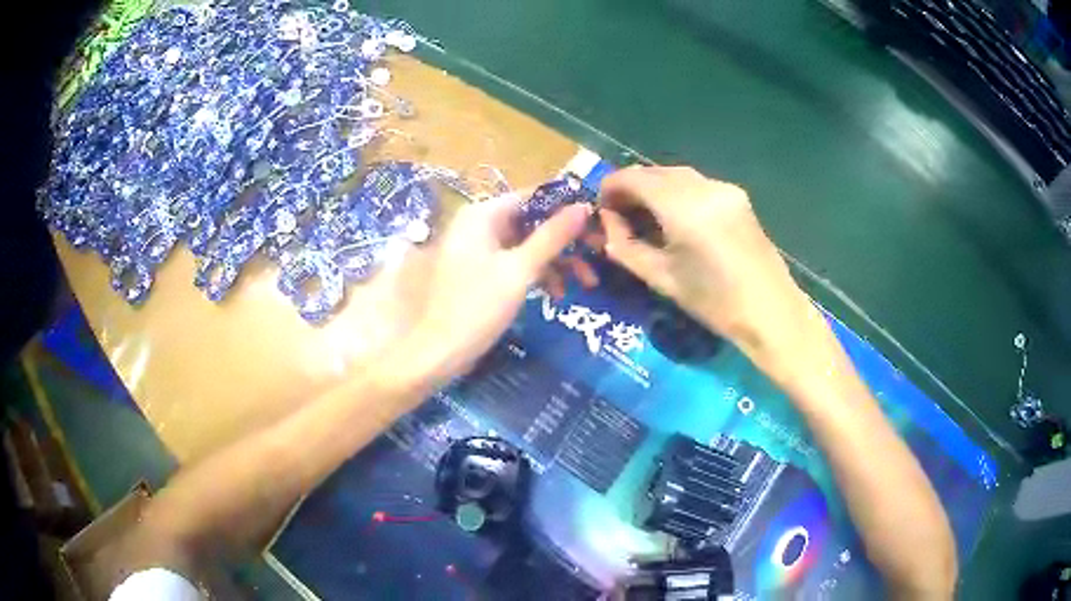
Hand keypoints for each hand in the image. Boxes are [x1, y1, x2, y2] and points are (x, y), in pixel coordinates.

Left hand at [394, 193, 590, 387]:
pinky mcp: (479, 271)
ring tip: (586, 283)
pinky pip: (514, 262)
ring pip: (526, 244)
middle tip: (599, 254)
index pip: (534, 197)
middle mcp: (478, 223)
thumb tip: (584, 206)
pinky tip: (556, 294)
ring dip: (556, 261)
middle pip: (532, 221)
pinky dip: (536, 274)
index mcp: (483, 214)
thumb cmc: (477, 307)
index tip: (598, 224)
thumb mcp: (520, 270)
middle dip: (566, 241)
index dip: (567, 208)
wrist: (436, 352)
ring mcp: (477, 248)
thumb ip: (553, 236)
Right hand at [598, 166, 811, 359]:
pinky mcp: (738, 197)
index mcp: (683, 206)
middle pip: (655, 172)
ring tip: (644, 217)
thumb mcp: (661, 278)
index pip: (633, 178)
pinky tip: (675, 219)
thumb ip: (626, 246)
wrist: (771, 312)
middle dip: (632, 187)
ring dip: (655, 189)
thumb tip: (608, 223)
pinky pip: (697, 185)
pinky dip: (678, 193)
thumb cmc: (714, 303)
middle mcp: (704, 186)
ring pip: (676, 176)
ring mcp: (725, 188)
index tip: (600, 208)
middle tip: (619, 214)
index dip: (610, 187)